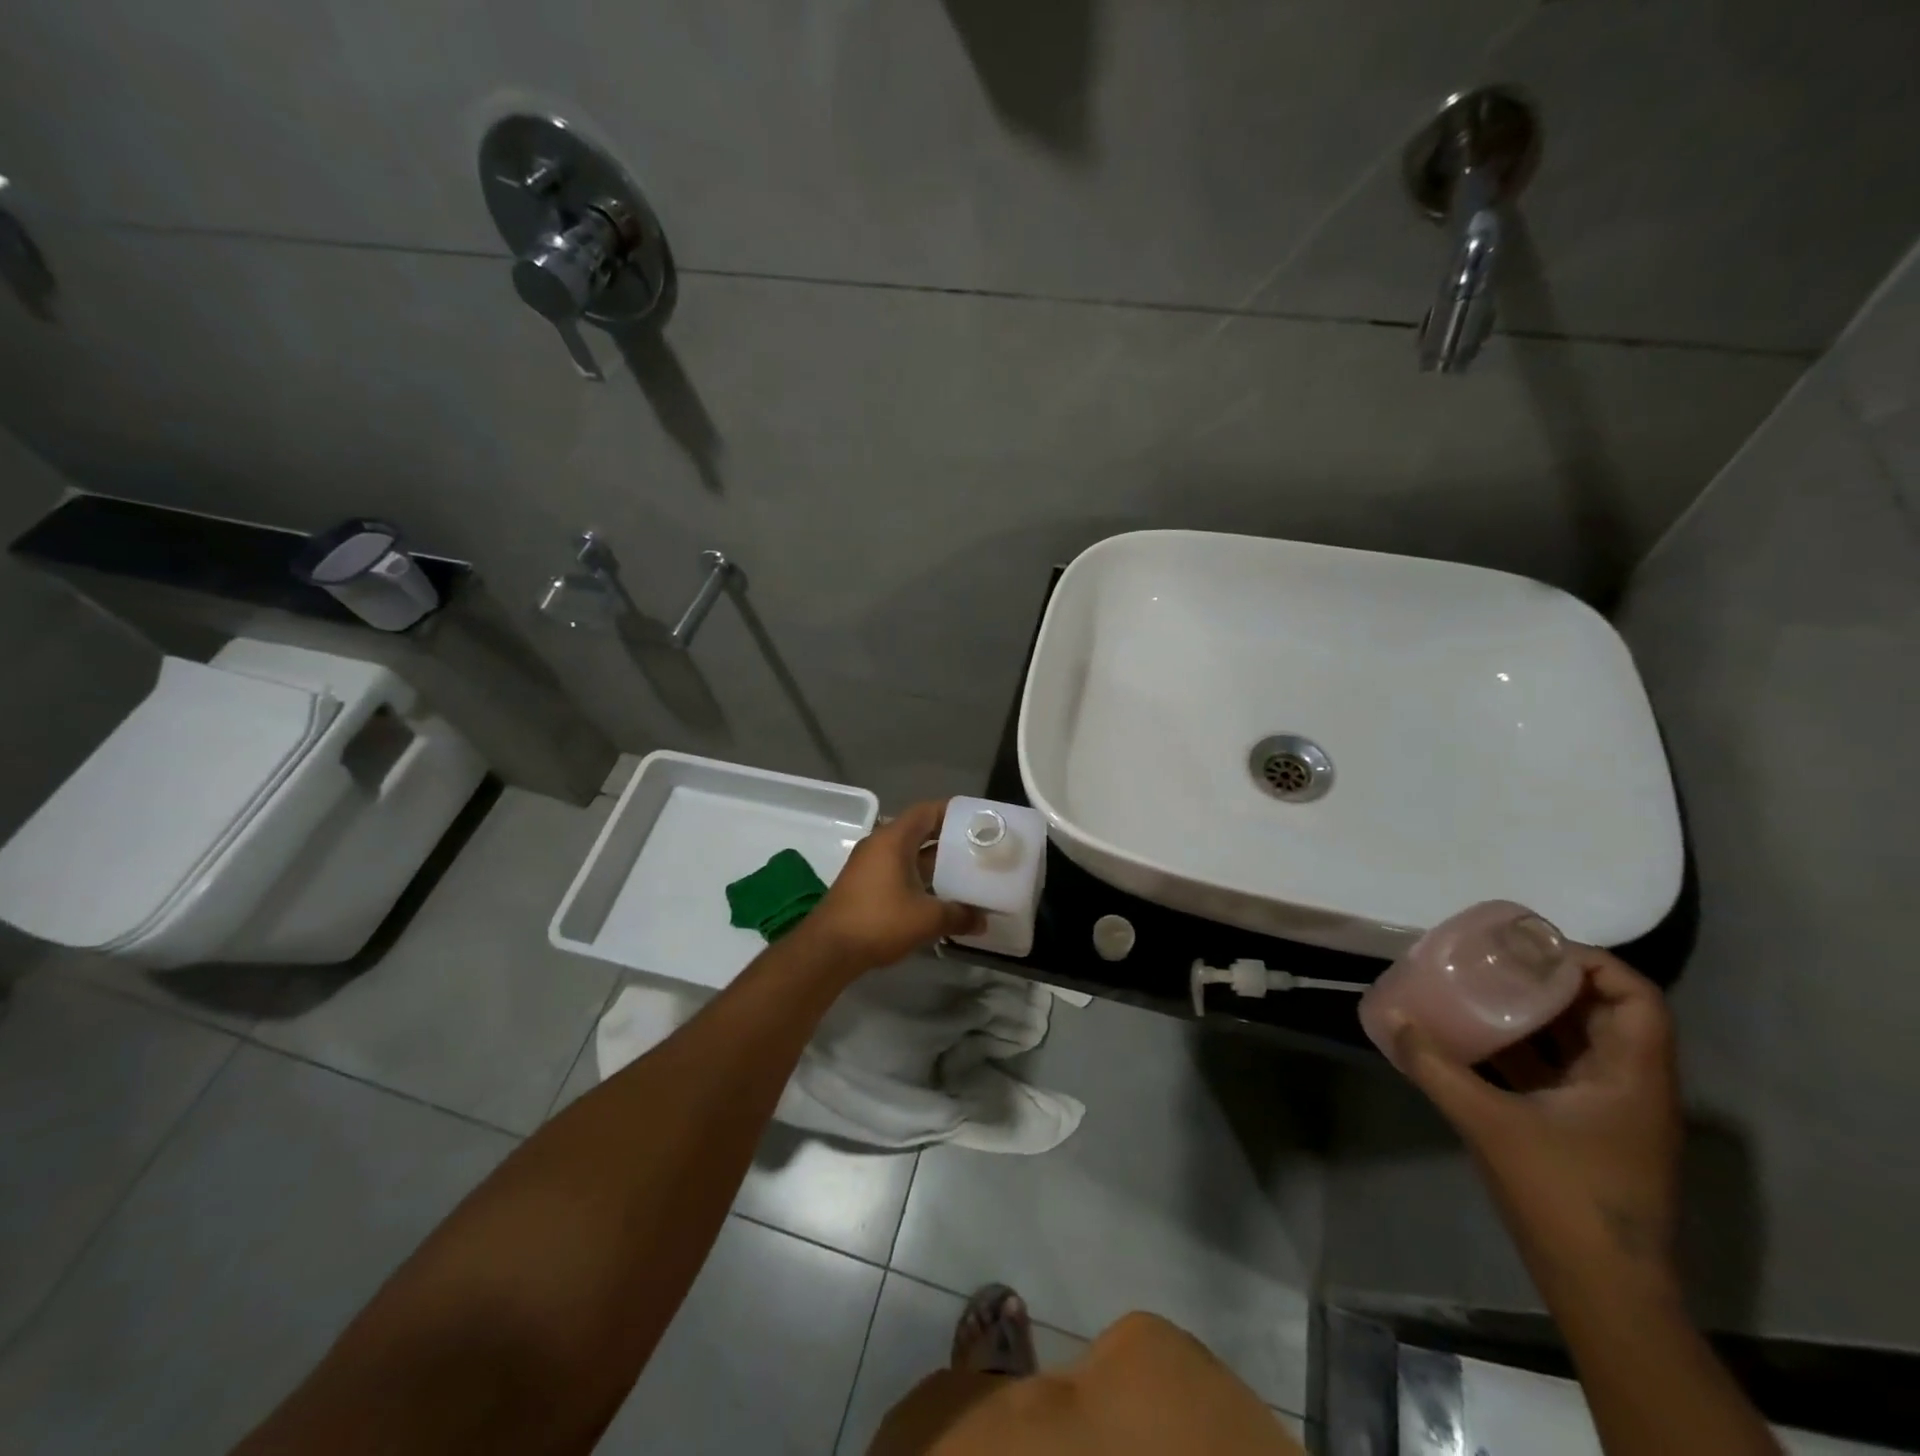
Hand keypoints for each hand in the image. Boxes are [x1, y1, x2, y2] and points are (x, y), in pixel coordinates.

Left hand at [799, 800, 983, 977]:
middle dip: (949, 840)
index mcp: (893, 839)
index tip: (978, 822)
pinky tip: (940, 895)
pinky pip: (898, 871)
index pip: (927, 811)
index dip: (953, 813)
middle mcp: (880, 845)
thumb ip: (959, 915)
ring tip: (966, 873)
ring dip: (935, 863)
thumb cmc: (879, 921)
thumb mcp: (927, 918)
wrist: (828, 949)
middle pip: (919, 831)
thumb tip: (983, 921)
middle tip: (979, 849)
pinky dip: (920, 878)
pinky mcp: (865, 885)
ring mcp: (870, 865)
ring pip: (909, 854)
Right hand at [1390, 949, 1683, 1287]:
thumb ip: (1435, 1068)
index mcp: (1632, 1077)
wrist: (1602, 1289)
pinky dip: (1525, 1049)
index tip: (1531, 949)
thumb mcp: (1488, 1123)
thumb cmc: (1561, 1196)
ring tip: (1480, 989)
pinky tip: (1477, 1040)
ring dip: (1535, 1015)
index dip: (1592, 962)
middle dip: (1551, 981)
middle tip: (1494, 960)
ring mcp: (1611, 1112)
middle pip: (1604, 1013)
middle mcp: (1632, 1086)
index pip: (1636, 997)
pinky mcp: (1588, 1131)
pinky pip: (1560, 1071)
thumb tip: (1391, 1020)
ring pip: (1581, 1043)